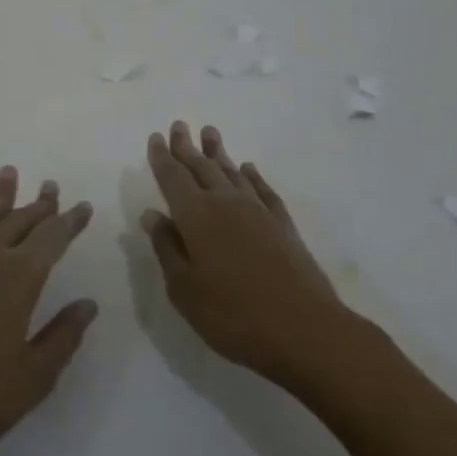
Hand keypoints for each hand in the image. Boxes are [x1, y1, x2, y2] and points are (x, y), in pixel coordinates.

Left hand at [0, 166, 97, 455]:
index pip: (51, 238)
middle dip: (38, 204)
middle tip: (51, 186)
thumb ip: (64, 335)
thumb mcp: (35, 376)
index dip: (69, 221)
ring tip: (9, 175)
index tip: (83, 206)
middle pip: (18, 221)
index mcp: (17, 279)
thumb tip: (87, 304)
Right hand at [142, 121, 361, 386]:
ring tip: (210, 133)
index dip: (162, 157)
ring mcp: (258, 211)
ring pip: (232, 172)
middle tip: (179, 126)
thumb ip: (167, 248)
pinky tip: (248, 169)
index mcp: (195, 216)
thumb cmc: (232, 314)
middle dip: (187, 147)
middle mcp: (225, 203)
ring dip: (218, 153)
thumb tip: (152, 215)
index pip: (173, 178)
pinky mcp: (283, 225)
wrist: (304, 329)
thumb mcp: (184, 289)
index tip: (156, 137)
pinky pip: (263, 190)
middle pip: (201, 167)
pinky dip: (253, 176)